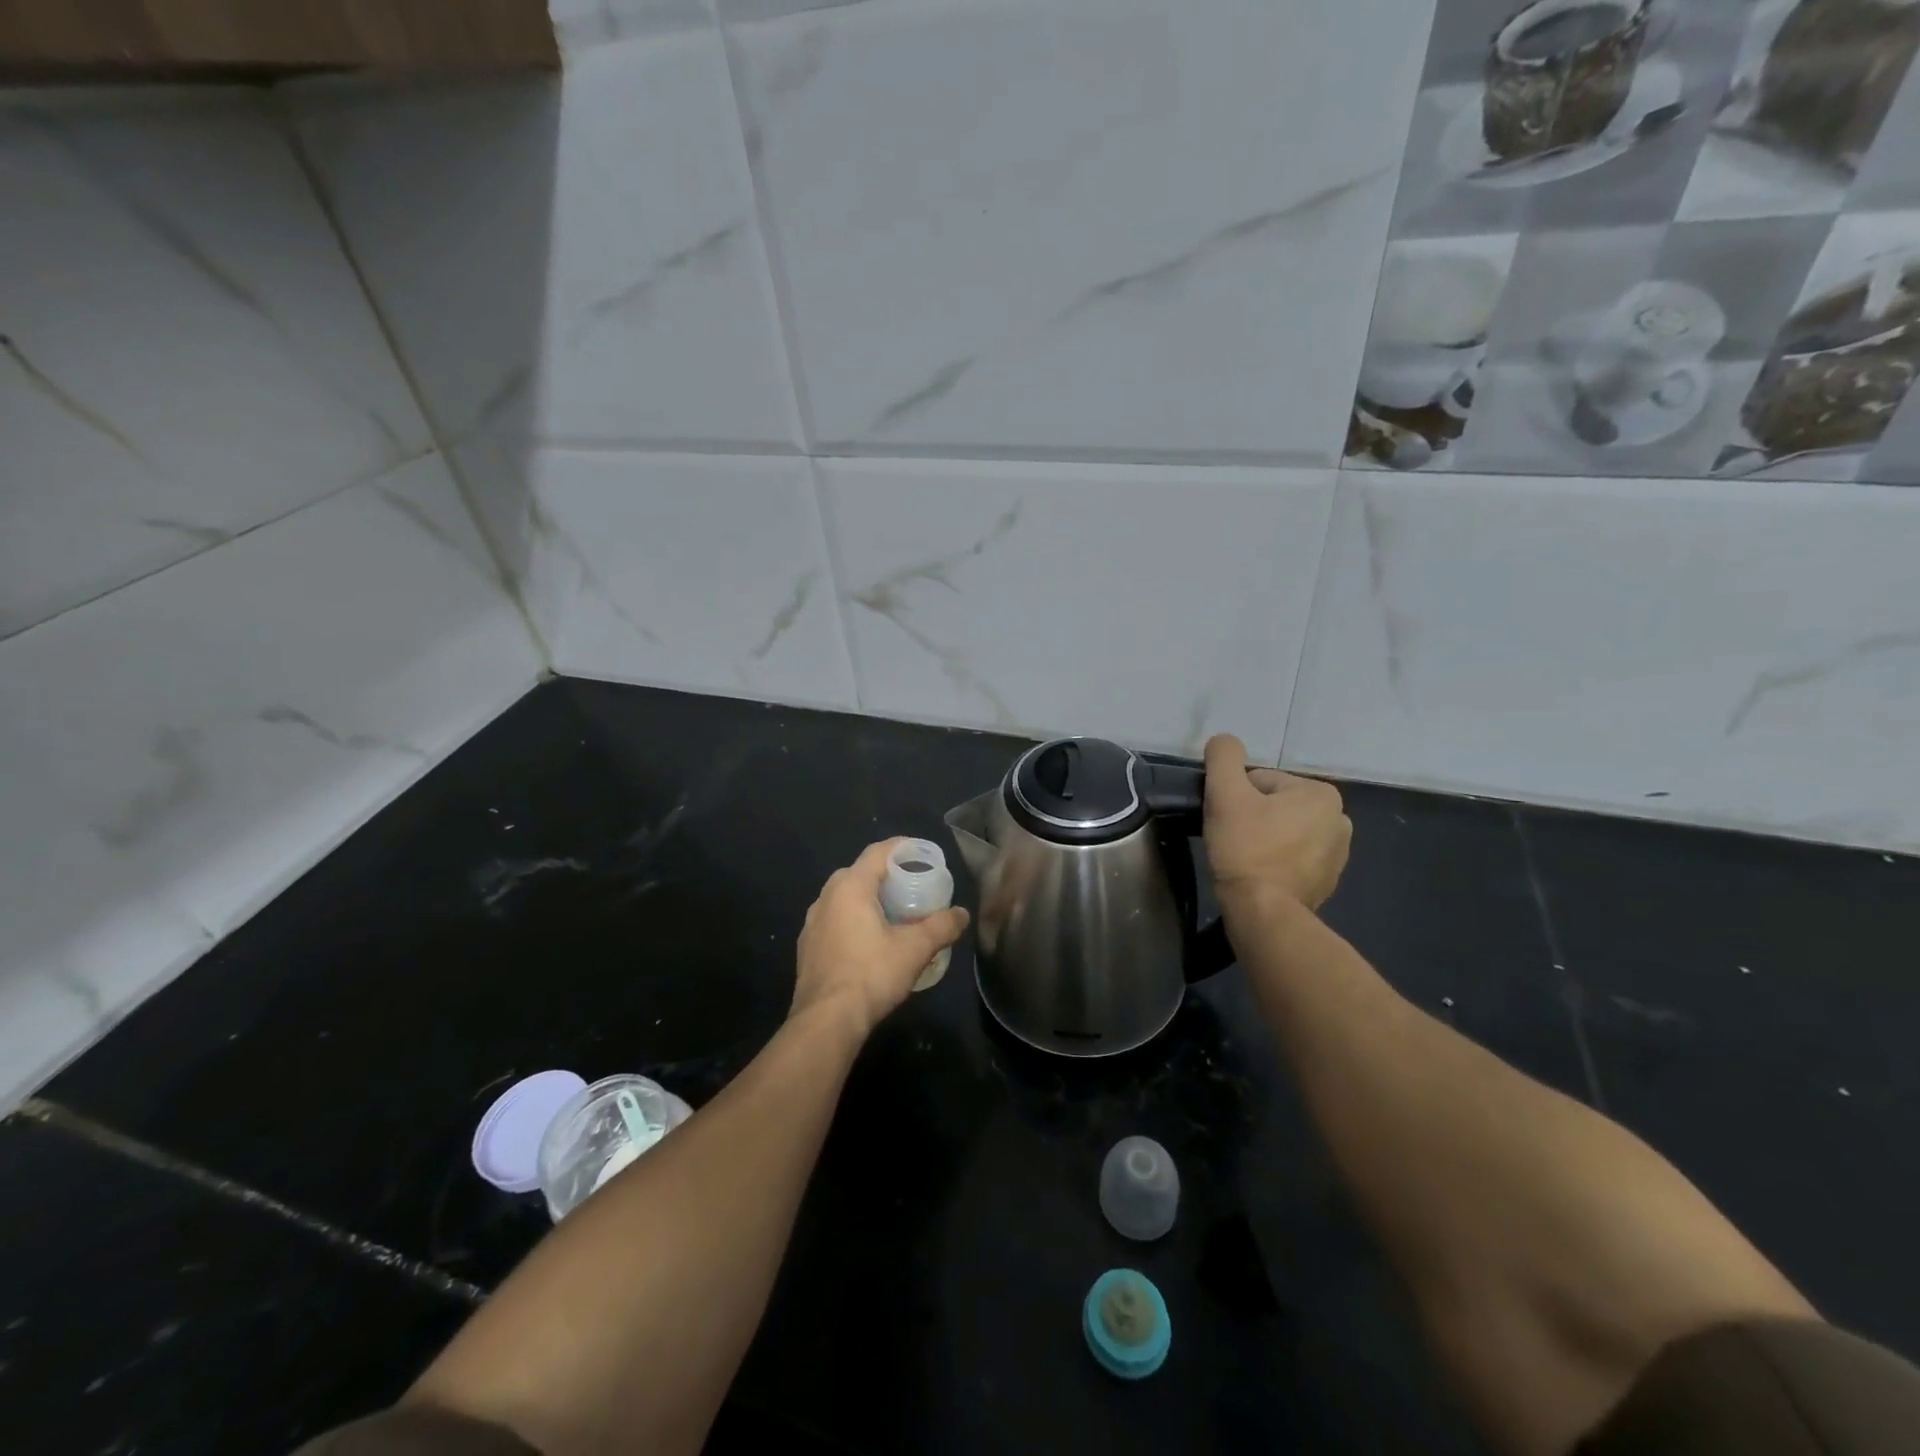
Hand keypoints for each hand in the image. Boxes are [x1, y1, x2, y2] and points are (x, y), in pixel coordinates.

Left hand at [793, 839, 969, 1039]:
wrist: (827, 1020)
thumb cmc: (872, 974)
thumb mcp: (915, 949)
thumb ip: (941, 927)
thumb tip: (962, 914)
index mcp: (850, 886)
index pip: (878, 852)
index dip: (902, 848)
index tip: (923, 854)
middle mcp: (826, 897)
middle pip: (861, 873)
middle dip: (887, 876)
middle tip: (913, 887)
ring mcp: (812, 923)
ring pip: (845, 898)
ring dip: (869, 900)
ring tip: (894, 915)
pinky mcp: (807, 947)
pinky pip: (835, 921)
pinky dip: (854, 921)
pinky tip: (870, 942)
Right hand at [1203, 734, 1351, 911]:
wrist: (1264, 913)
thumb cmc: (1246, 848)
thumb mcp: (1225, 793)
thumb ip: (1223, 756)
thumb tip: (1225, 741)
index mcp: (1321, 794)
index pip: (1261, 782)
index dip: (1235, 797)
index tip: (1226, 819)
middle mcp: (1339, 819)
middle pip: (1274, 805)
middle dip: (1250, 817)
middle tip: (1231, 839)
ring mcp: (1337, 854)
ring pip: (1282, 831)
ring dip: (1261, 839)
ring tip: (1241, 859)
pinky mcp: (1327, 882)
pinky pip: (1291, 858)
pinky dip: (1273, 862)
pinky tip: (1256, 875)